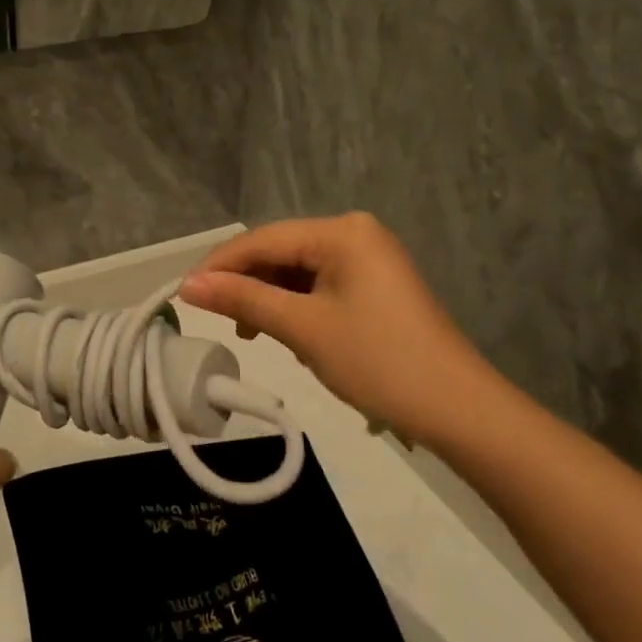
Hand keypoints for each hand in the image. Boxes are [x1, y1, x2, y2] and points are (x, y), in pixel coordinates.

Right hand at [179, 213, 500, 441]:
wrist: (458, 410)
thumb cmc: (378, 361)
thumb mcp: (303, 328)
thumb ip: (244, 299)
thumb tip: (188, 284)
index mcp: (342, 232)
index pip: (265, 239)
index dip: (221, 265)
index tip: (183, 293)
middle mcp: (355, 234)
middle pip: (281, 251)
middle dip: (246, 282)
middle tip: (214, 317)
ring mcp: (368, 259)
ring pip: (298, 270)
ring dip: (269, 297)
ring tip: (249, 331)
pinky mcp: (374, 286)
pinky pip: (320, 286)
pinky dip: (295, 306)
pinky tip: (283, 331)